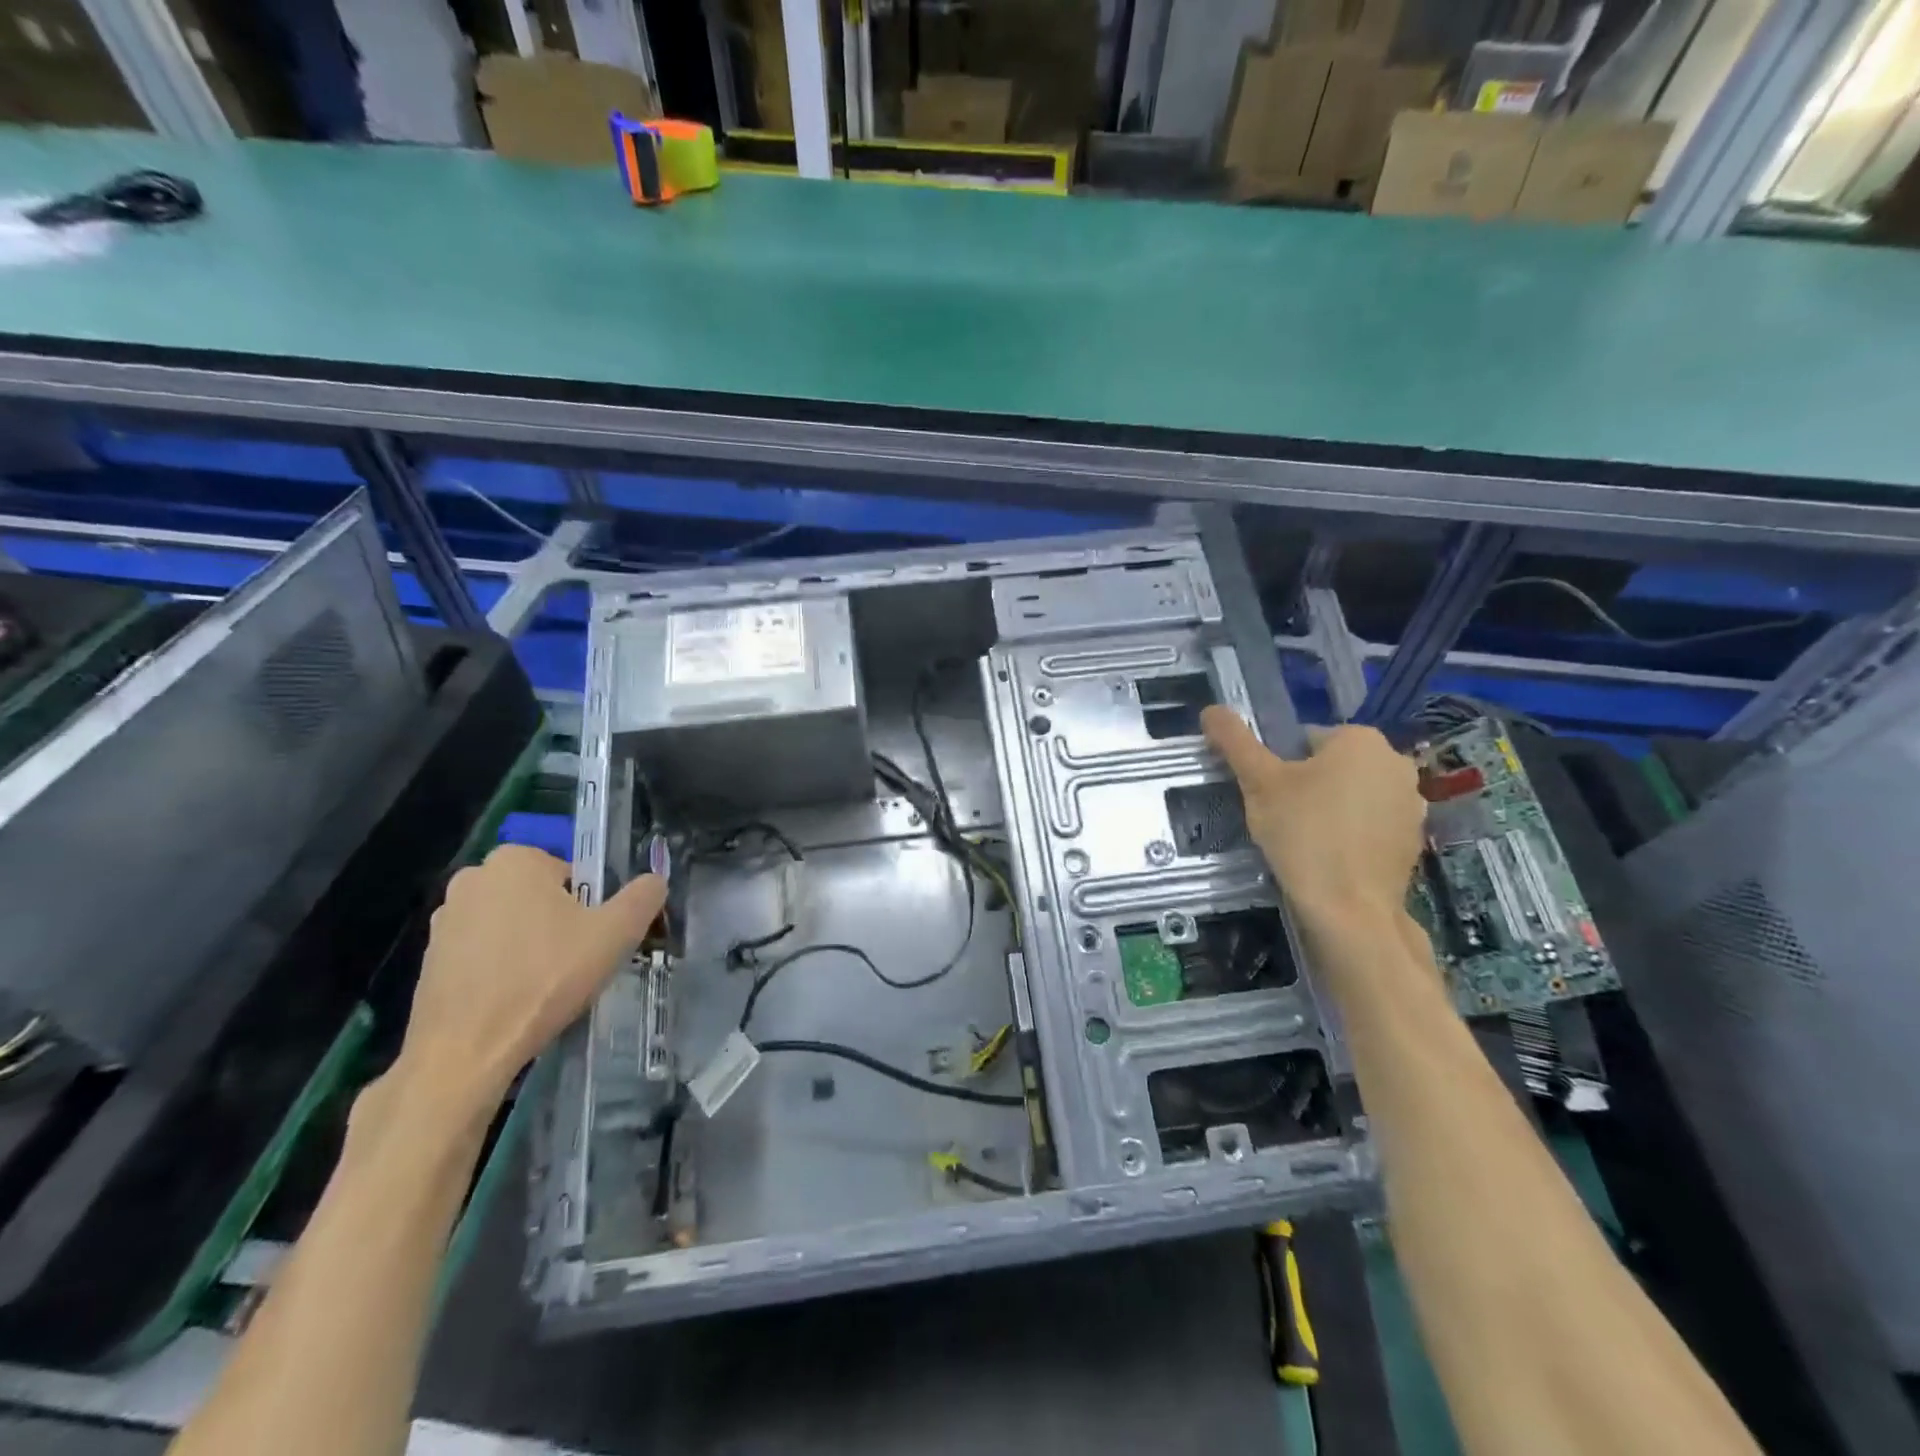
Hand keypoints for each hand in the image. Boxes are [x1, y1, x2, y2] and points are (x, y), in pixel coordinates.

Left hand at [396, 844, 665, 1110]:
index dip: (590, 907)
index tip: (592, 940)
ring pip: (510, 923)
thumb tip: (655, 881)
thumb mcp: (616, 933)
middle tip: (573, 963)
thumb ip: (644, 897)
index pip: (572, 874)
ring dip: (528, 945)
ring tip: (543, 986)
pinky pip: (481, 952)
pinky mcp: (428, 957)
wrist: (466, 1051)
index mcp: (516, 860)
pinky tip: (513, 1000)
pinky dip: (499, 968)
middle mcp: (473, 877)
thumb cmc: (545, 979)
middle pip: (539, 896)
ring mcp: (444, 918)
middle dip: (558, 923)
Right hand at [1202, 706, 1423, 923]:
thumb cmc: (1302, 833)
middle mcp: (1395, 761)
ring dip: (1330, 808)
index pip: (1303, 740)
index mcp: (1361, 739)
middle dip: (1307, 786)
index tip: (1268, 796)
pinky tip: (1330, 858)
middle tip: (1282, 819)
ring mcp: (1411, 802)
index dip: (1278, 767)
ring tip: (1304, 841)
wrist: (1349, 909)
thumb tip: (1210, 709)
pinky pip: (1371, 823)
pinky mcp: (1414, 838)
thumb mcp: (1258, 782)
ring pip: (1352, 794)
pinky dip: (1351, 834)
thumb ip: (1235, 741)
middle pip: (1331, 765)